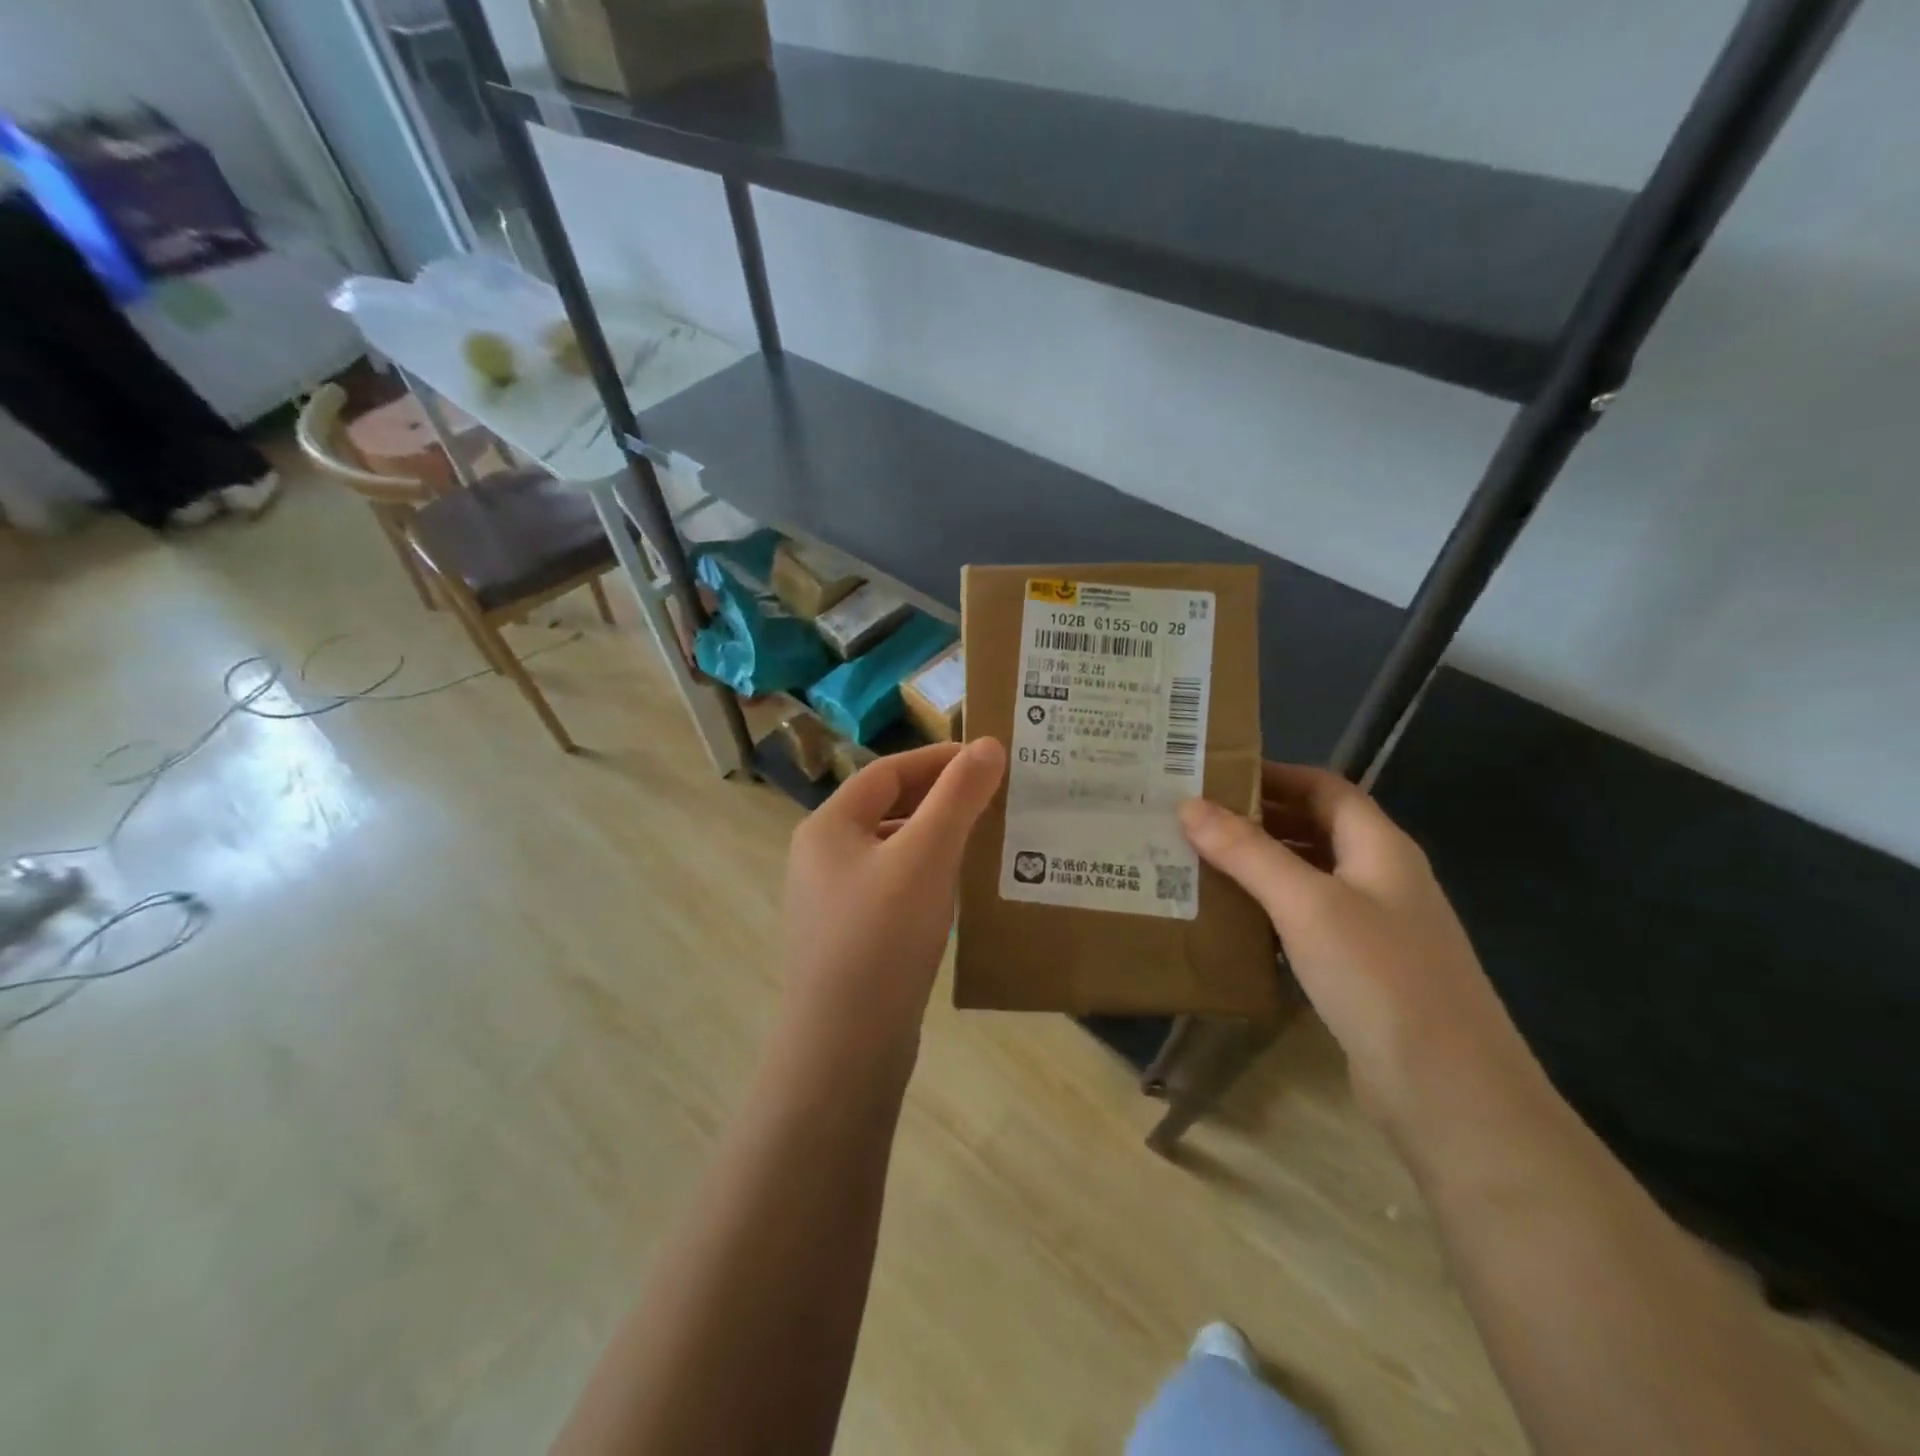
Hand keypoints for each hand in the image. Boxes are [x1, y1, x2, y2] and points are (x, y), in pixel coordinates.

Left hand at [780, 739, 1006, 1064]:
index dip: (938, 760)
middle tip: (995, 798)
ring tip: (987, 840)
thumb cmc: (882, 937)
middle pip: (888, 809)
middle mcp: (822, 857)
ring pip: (893, 851)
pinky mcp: (851, 939)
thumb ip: (958, 797)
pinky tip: (960, 892)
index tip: (988, 760)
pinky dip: (928, 878)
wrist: (845, 1047)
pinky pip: (894, 888)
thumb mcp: (926, 856)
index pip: (887, 772)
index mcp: (828, 827)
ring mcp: (833, 902)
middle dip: (940, 800)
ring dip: (937, 839)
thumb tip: (988, 745)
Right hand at [1180, 763, 1536, 1129]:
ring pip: (1310, 876)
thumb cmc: (1380, 977)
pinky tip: (1232, 918)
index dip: (1274, 774)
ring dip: (1260, 864)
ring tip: (1199, 860)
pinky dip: (1271, 908)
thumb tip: (1188, 804)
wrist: (1450, 1092)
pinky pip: (1308, 920)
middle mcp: (1382, 877)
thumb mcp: (1307, 904)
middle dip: (1258, 817)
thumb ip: (1247, 852)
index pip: (1324, 787)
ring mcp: (1376, 926)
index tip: (1214, 774)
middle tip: (1193, 817)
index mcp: (1380, 847)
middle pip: (1316, 828)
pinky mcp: (1362, 969)